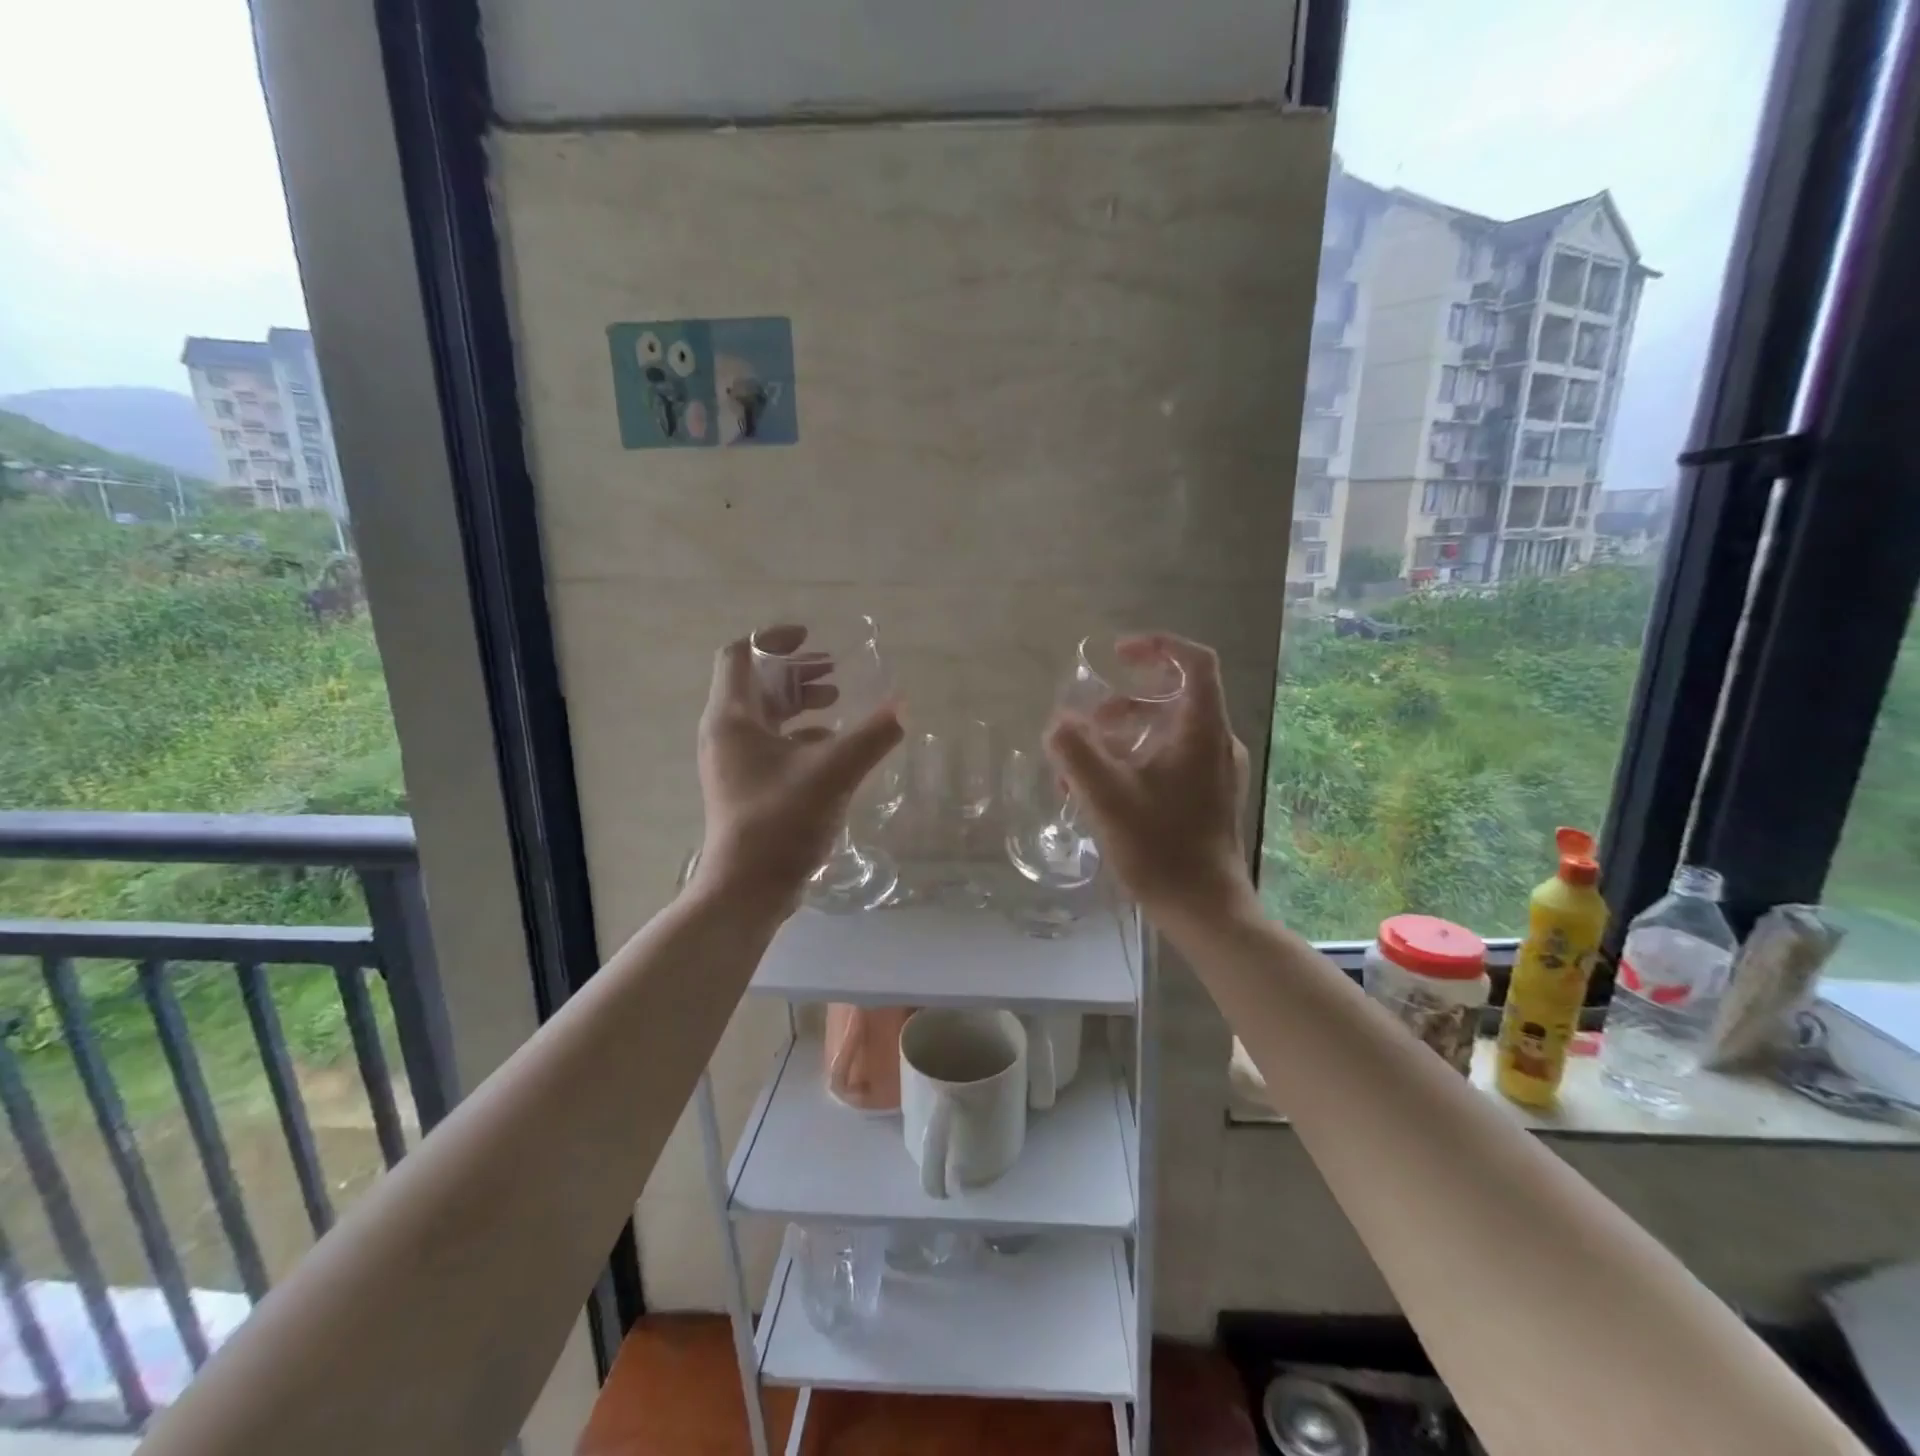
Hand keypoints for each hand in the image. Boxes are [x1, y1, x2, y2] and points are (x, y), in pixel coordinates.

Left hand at [692, 625, 904, 916]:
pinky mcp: (746, 787)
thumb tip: (903, 706)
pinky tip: (833, 745)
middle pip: (756, 684)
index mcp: (732, 719)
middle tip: (835, 671)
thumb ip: (871, 736)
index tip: (811, 637)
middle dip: (796, 672)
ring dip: (800, 702)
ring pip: (765, 716)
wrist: (747, 889)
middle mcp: (726, 734)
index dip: (773, 639)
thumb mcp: (833, 772)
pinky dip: (801, 735)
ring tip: (838, 701)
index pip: (740, 656)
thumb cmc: (781, 822)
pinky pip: (772, 745)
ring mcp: (733, 763)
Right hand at [1044, 633, 1252, 923]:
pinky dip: (1133, 762)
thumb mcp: (1106, 796)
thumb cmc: (1160, 847)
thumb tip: (1058, 724)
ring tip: (1081, 769)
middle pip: (1171, 698)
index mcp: (1202, 731)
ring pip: (1164, 733)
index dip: (1158, 645)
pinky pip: (1167, 761)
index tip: (1117, 653)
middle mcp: (1215, 744)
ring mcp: (1214, 772)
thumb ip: (1075, 752)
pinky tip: (1101, 794)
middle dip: (1121, 704)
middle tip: (1086, 725)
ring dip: (1120, 738)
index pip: (1195, 662)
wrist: (1204, 908)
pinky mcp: (1206, 797)